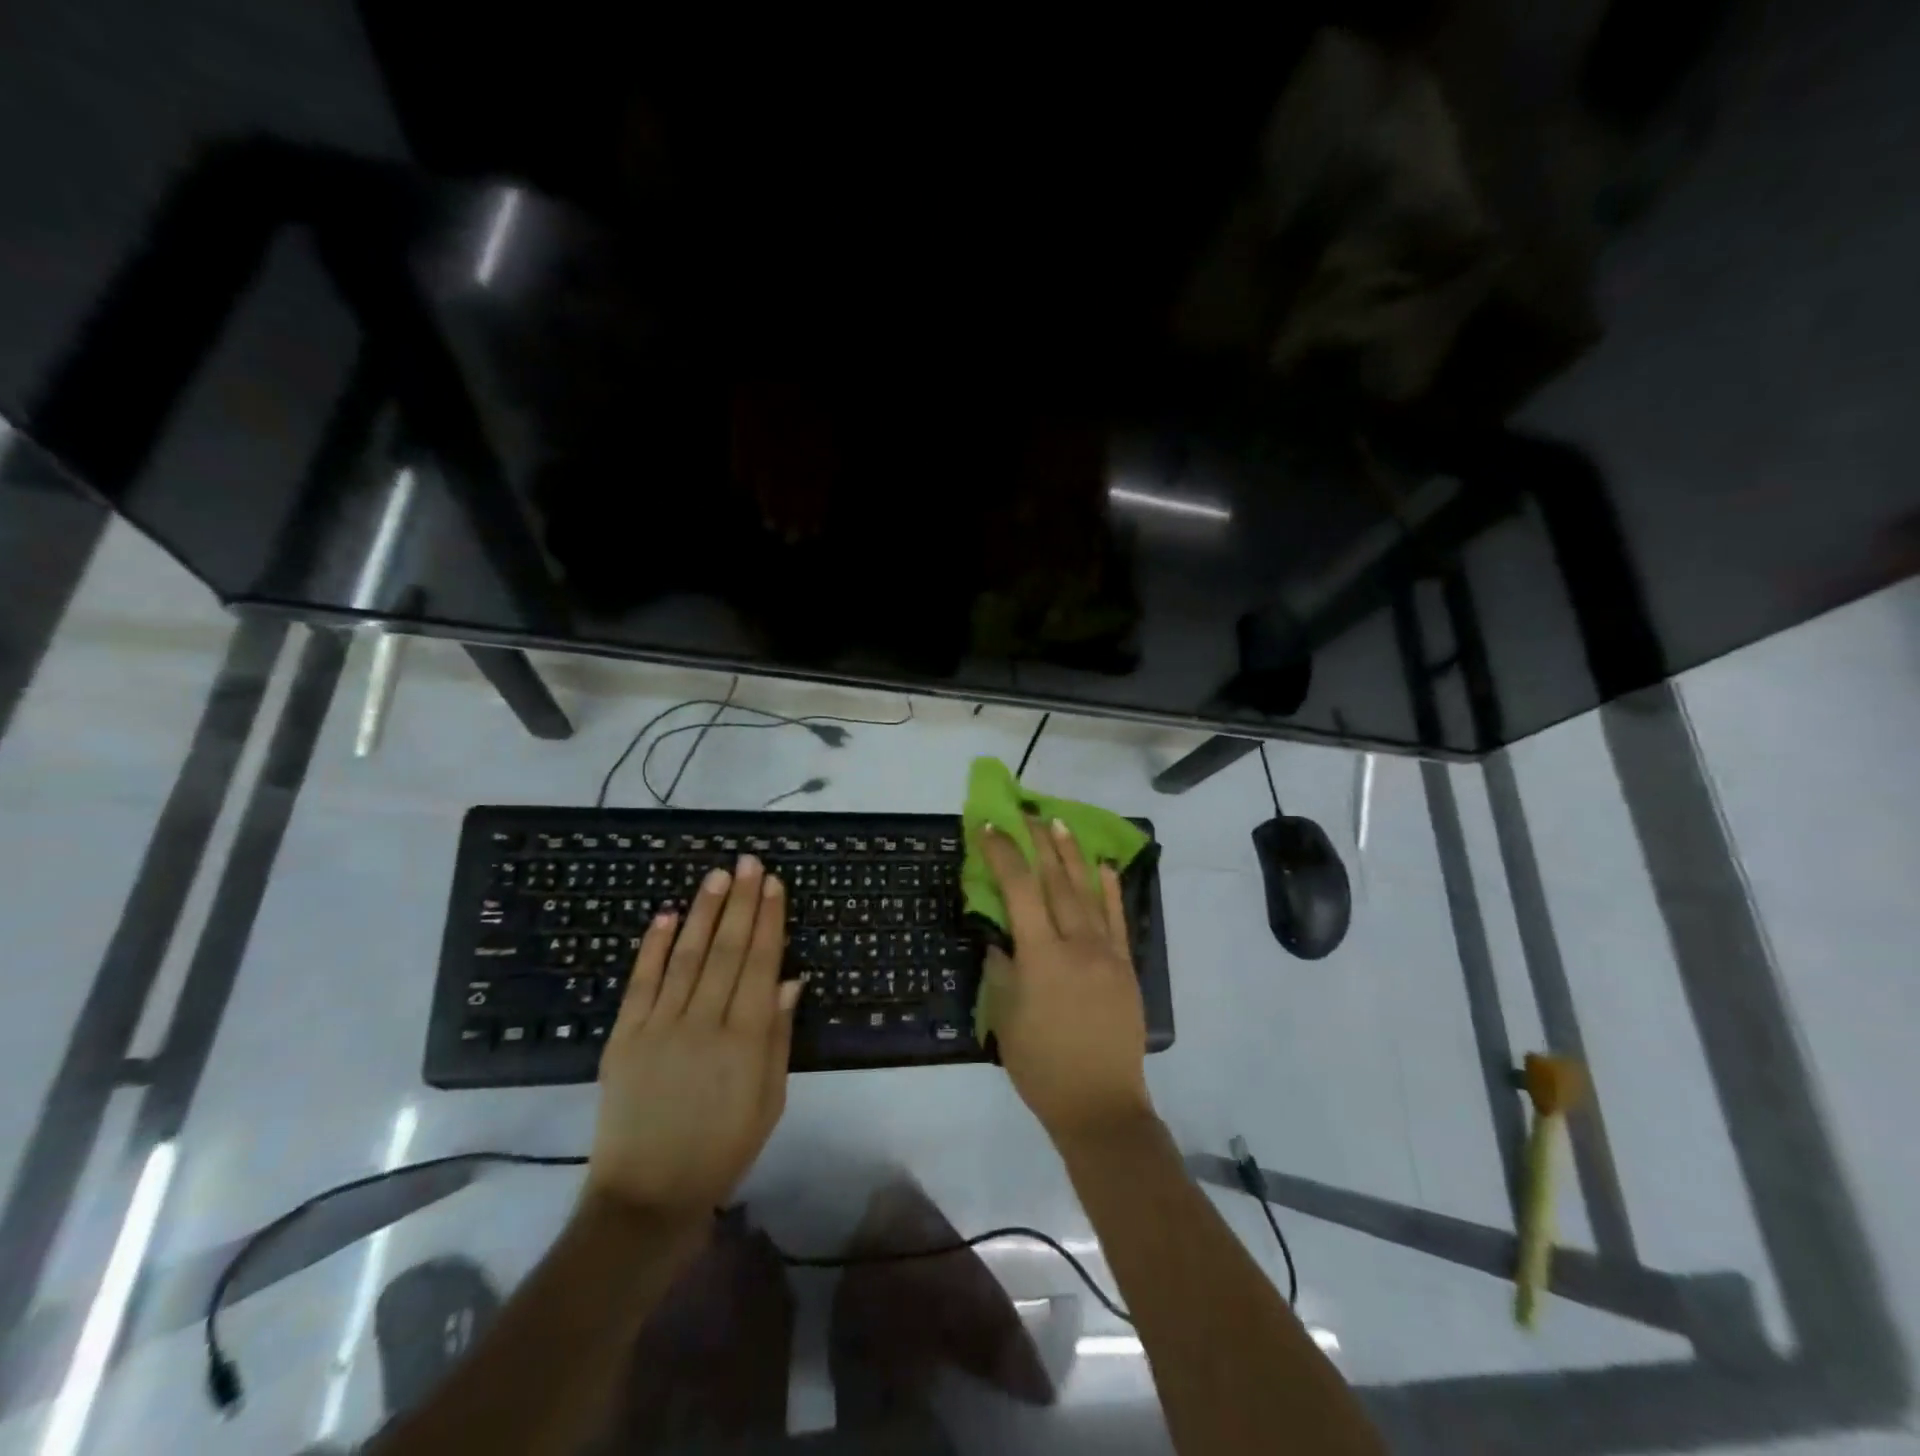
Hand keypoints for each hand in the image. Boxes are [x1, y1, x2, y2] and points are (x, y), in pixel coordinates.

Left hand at [587, 856, 800, 1222]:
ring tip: (717, 876)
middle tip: (749, 862)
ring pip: (686, 956)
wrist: (648, 1195)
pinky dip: (654, 946)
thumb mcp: (770, 1099)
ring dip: (703, 911)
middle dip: (741, 901)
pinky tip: (667, 916)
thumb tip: (791, 978)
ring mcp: (659, 1027)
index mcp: (746, 1039)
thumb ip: (779, 1035)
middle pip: (726, 949)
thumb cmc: (723, 1148)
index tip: (773, 884)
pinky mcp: (623, 1038)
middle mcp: (703, 1022)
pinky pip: (641, 982)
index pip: (760, 963)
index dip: (768, 920)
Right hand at [980, 820, 1151, 1143]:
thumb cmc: (1042, 1067)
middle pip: (1056, 882)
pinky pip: (1118, 919)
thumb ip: (1002, 969)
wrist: (1101, 1105)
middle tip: (1027, 814)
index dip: (1003, 854)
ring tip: (1059, 825)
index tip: (990, 828)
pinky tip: (1105, 867)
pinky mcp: (1126, 966)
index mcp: (1041, 957)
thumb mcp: (1005, 1018)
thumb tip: (1000, 937)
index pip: (1019, 891)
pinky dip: (1111, 890)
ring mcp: (1107, 953)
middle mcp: (1076, 944)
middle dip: (1039, 844)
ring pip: (1088, 892)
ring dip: (1072, 855)